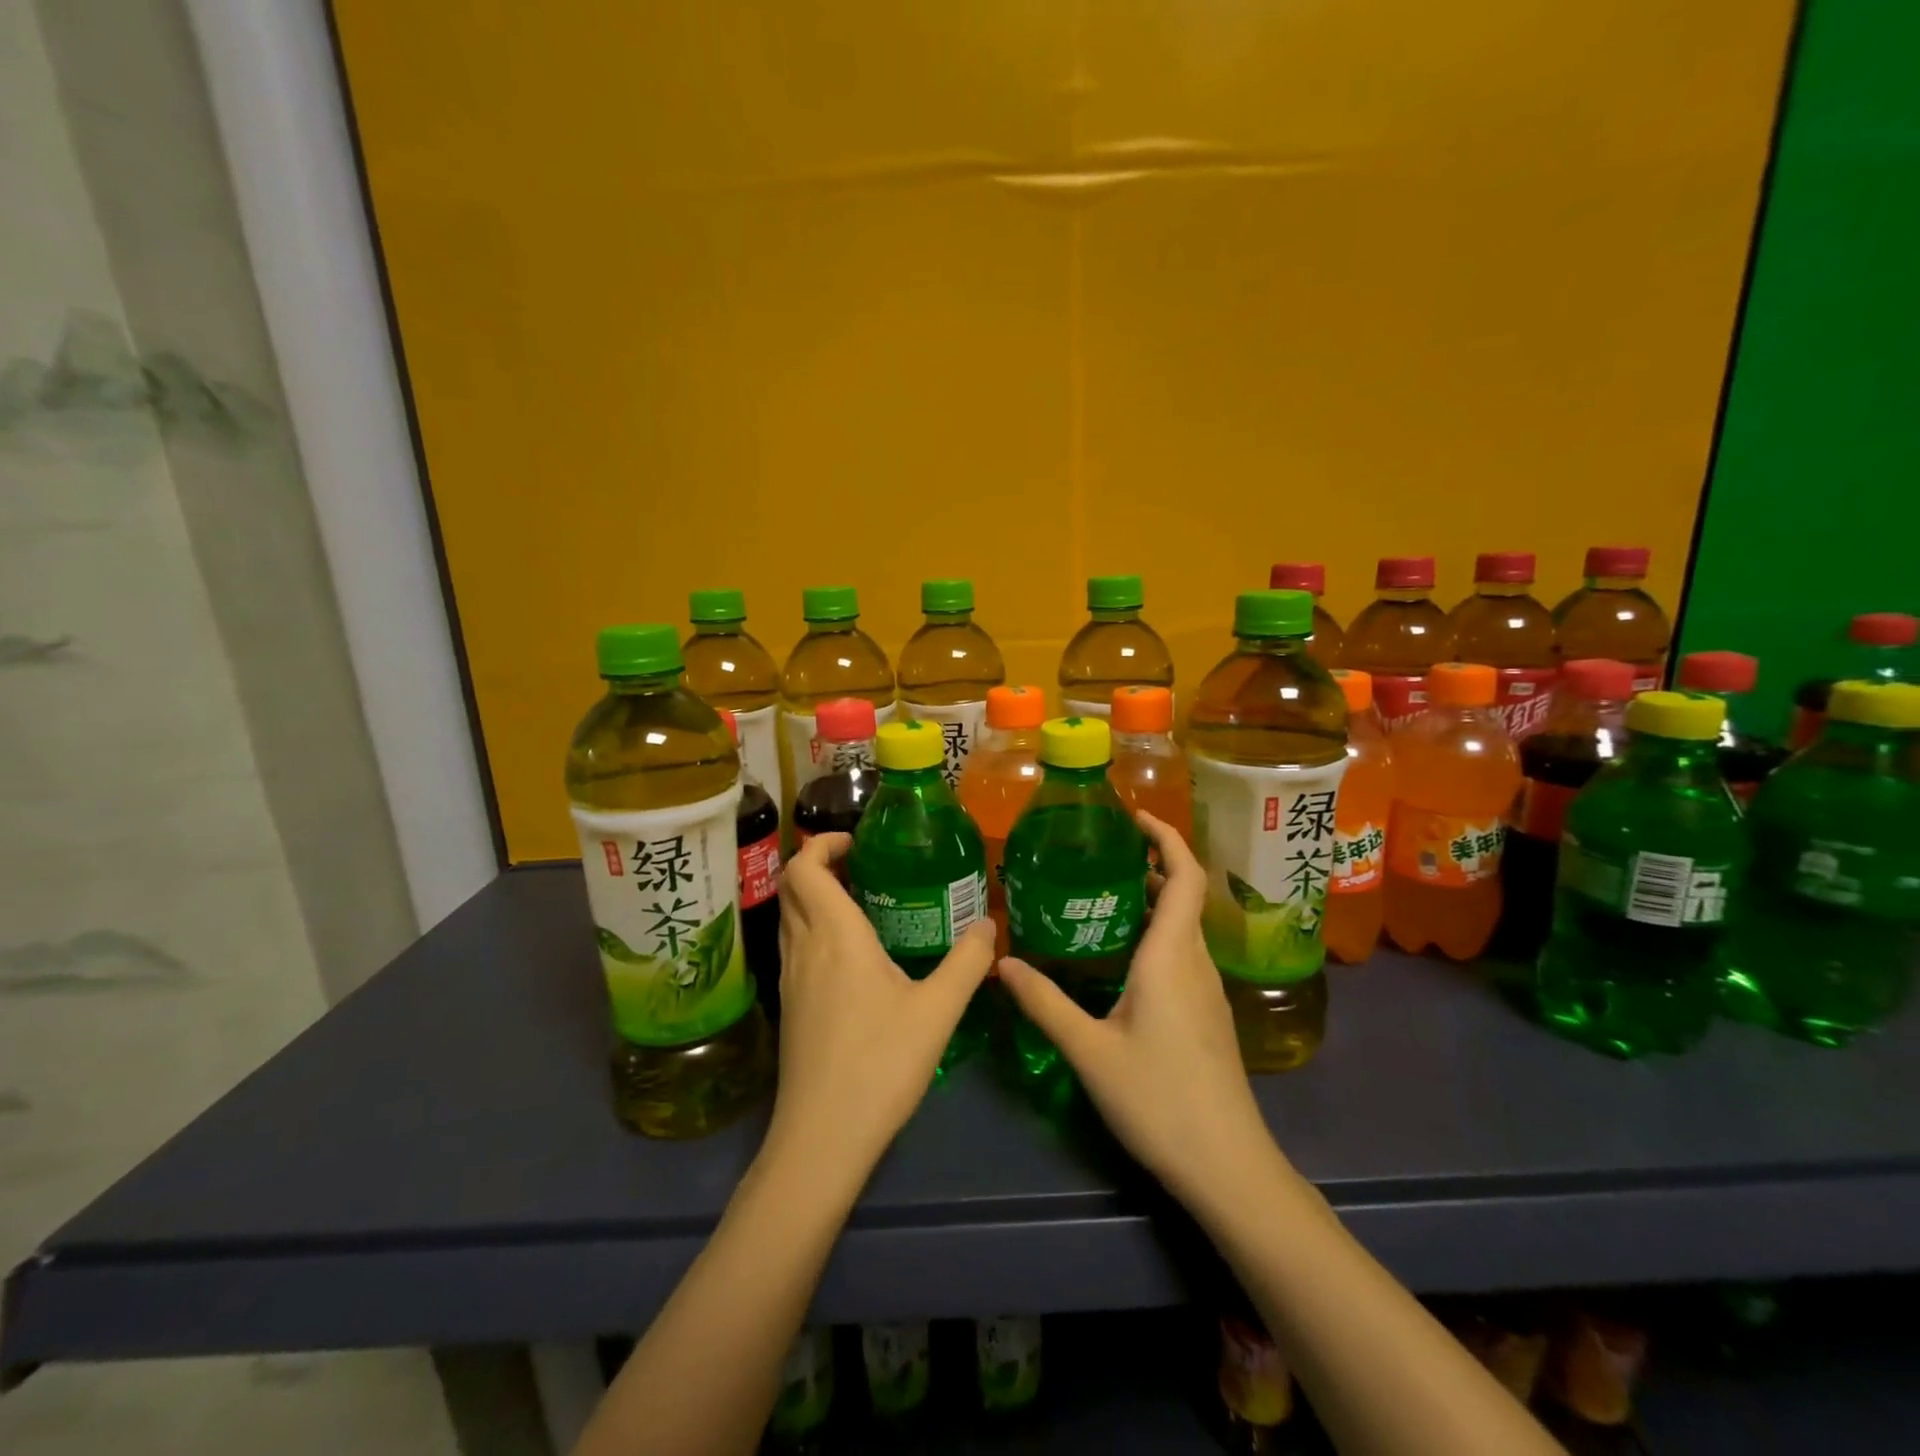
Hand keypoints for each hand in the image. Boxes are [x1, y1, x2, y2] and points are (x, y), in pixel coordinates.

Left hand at [768, 832, 996, 1184]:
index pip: (804, 867)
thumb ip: (966, 962)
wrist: (821, 1139)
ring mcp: (790, 980)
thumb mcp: (937, 1012)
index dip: (824, 843)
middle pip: (792, 886)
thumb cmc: (880, 1065)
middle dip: (823, 865)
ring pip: (790, 917)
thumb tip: (988, 926)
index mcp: (834, 936)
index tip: (860, 843)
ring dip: (817, 897)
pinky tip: (854, 956)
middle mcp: (803, 949)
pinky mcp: (789, 1007)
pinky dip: (815, 929)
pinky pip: (795, 946)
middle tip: (867, 867)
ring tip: (863, 903)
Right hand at [996, 813, 1279, 1205]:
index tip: (1133, 817)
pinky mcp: (1207, 1015)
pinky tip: (1121, 955)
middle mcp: (1194, 962)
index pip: (1183, 876)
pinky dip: (1156, 932)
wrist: (1227, 1167)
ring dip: (1153, 899)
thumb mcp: (1090, 1050)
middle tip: (1100, 855)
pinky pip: (1183, 953)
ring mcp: (1206, 990)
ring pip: (1183, 926)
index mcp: (1171, 956)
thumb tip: (1001, 962)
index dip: (1165, 837)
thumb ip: (1044, 1003)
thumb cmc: (1159, 1100)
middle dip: (1150, 863)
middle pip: (1183, 894)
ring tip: (1103, 895)